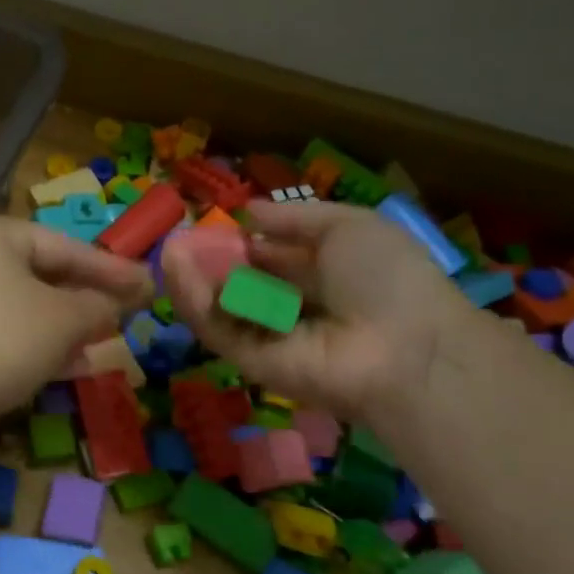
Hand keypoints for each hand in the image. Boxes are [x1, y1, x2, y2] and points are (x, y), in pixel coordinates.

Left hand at [0, 216, 152, 453]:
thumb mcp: (63, 321)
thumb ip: (98, 306)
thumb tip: (115, 305)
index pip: (66, 246)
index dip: (112, 270)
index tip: (147, 287)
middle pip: (39, 274)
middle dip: (84, 302)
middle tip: (122, 318)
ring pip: (16, 306)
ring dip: (59, 329)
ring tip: (98, 350)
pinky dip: (27, 343)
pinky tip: (59, 368)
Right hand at [162, 199, 471, 424]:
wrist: (405, 346)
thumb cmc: (386, 277)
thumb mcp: (348, 227)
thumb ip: (293, 218)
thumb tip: (246, 211)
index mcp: (317, 274)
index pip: (266, 257)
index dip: (237, 240)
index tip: (206, 222)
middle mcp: (289, 306)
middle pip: (237, 283)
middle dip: (206, 260)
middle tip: (176, 238)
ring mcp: (268, 336)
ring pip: (219, 306)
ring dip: (191, 279)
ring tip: (168, 250)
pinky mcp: (249, 362)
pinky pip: (216, 328)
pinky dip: (194, 301)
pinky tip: (177, 270)